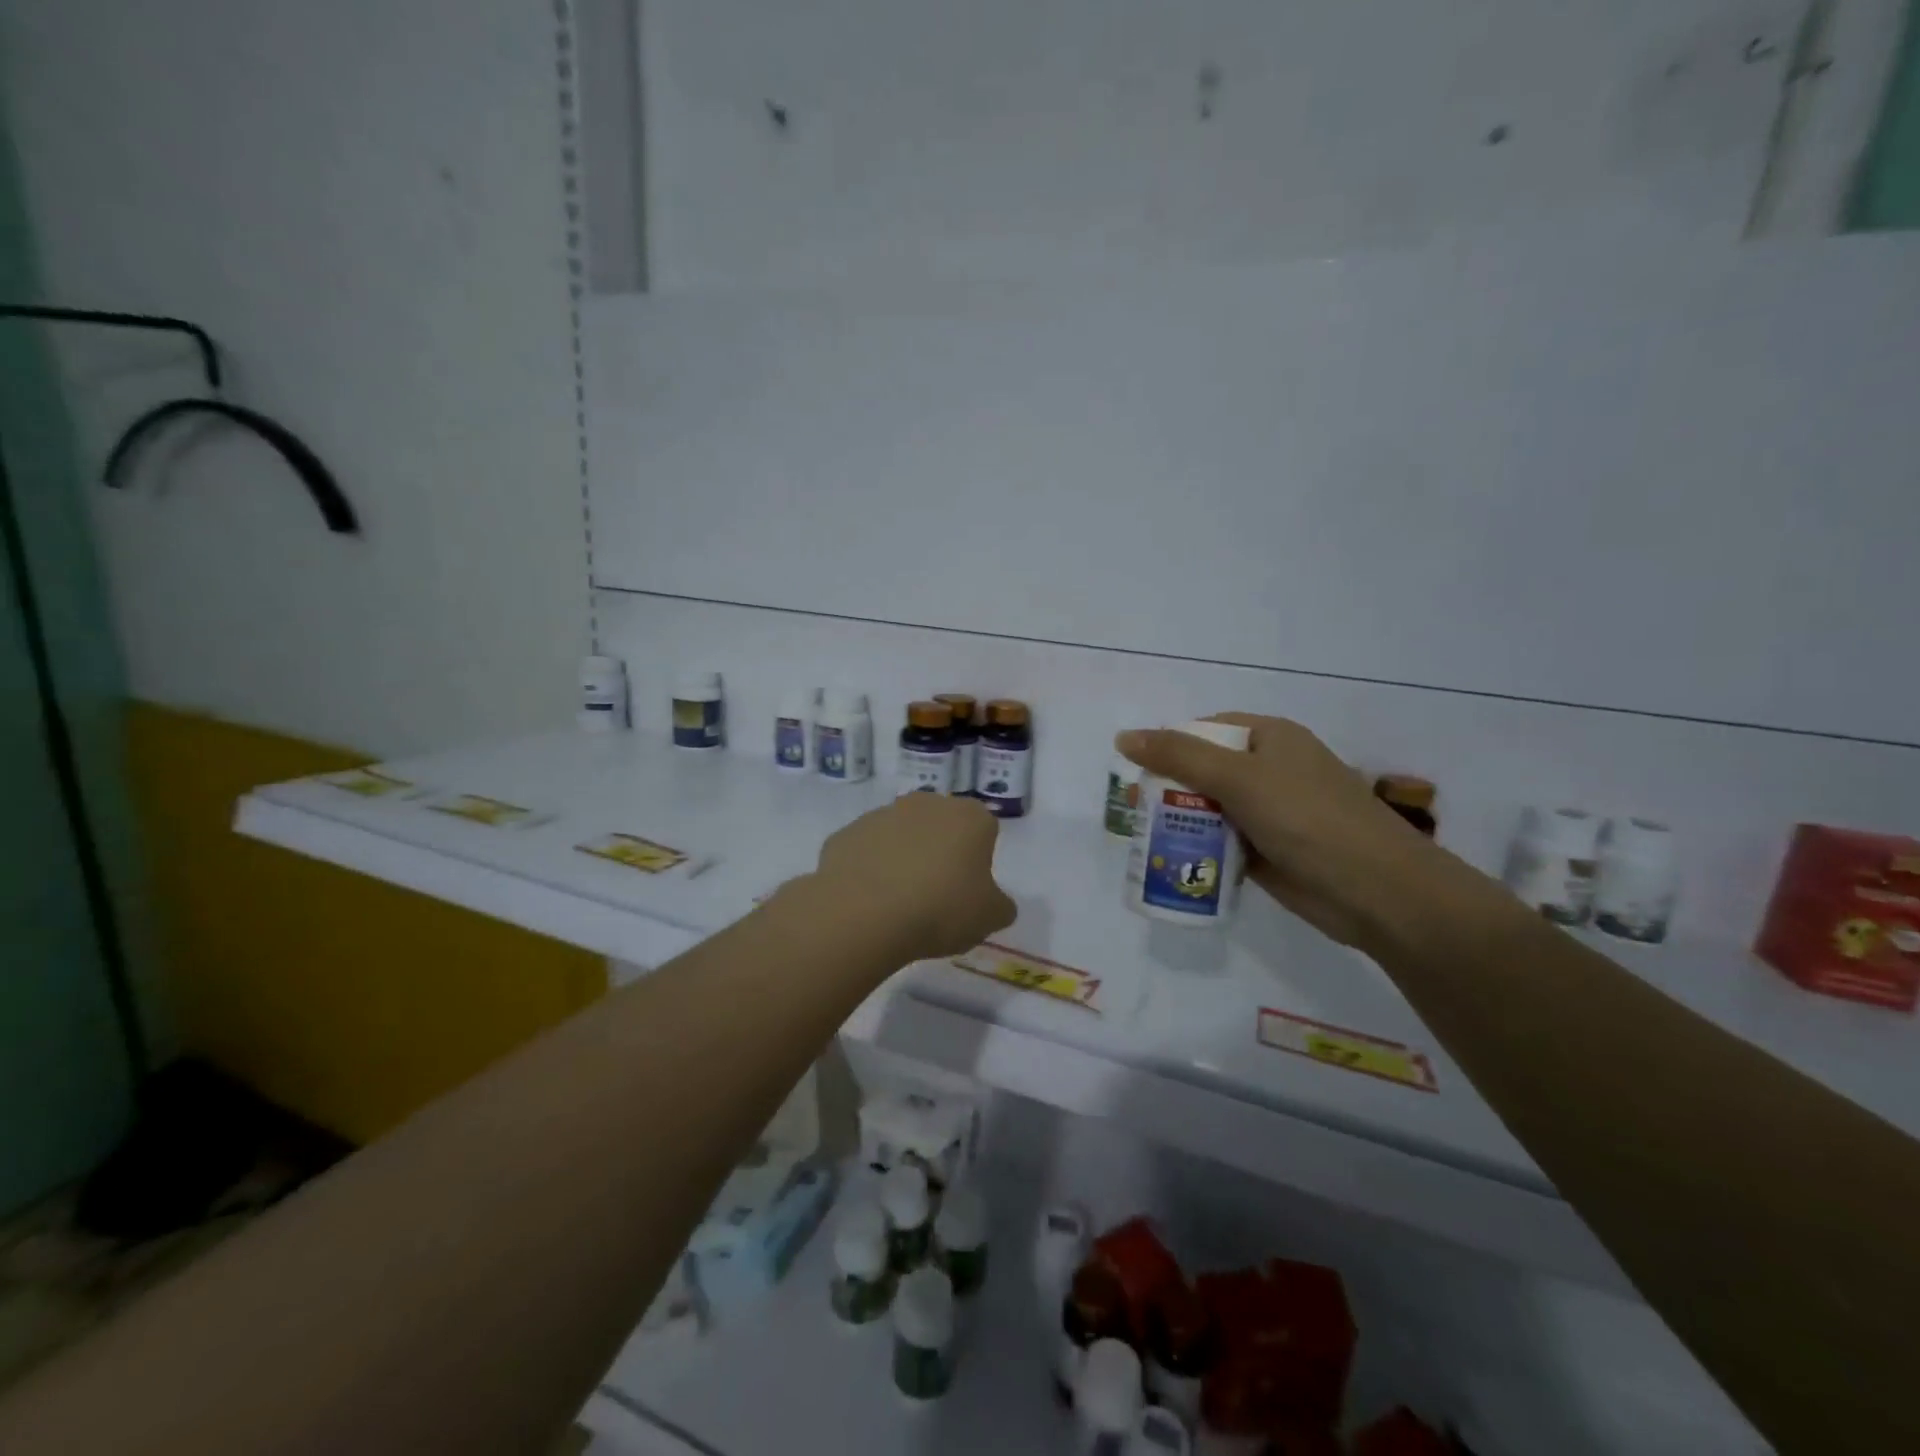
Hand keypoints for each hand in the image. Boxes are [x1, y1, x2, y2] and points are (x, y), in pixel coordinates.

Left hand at [812, 792, 1017, 961]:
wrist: (863, 913)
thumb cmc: (940, 909)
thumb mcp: (989, 918)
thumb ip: (1000, 906)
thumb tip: (995, 903)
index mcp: (969, 817)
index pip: (984, 829)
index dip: (979, 858)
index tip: (970, 888)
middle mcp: (926, 803)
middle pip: (940, 825)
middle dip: (940, 851)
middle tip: (937, 893)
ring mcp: (882, 814)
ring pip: (901, 835)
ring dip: (903, 858)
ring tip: (898, 902)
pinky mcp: (847, 833)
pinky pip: (867, 851)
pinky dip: (869, 869)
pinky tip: (869, 901)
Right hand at [1117, 715, 1449, 951]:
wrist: (1376, 891)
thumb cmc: (1307, 818)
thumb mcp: (1238, 778)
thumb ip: (1179, 756)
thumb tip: (1124, 737)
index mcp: (1270, 739)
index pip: (1206, 730)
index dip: (1169, 745)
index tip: (1136, 771)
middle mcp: (1270, 771)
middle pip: (1204, 771)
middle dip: (1168, 789)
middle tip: (1132, 811)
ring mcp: (1271, 813)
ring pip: (1210, 810)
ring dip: (1180, 822)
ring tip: (1143, 839)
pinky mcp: (1269, 852)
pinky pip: (1222, 843)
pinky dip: (1199, 850)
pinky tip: (1172, 861)